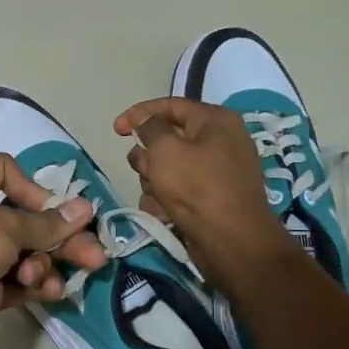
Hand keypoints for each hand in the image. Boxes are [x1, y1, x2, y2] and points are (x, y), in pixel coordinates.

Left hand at [0, 154, 108, 348]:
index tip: (51, 208)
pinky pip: (21, 283)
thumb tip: (84, 209)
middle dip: (60, 237)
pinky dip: (37, 285)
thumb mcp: (4, 226)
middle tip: (94, 254)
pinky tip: (52, 291)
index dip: (32, 186)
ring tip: (56, 278)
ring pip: (27, 255)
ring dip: (47, 264)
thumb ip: (46, 223)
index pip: (5, 172)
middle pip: (27, 221)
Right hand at [114, 97, 287, 291]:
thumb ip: (150, 127)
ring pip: (169, 167)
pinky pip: (179, 190)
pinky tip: (164, 213)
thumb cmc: (197, 188)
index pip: (170, 105)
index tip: (115, 130)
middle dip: (148, 156)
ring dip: (154, 181)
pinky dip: (167, 199)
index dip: (138, 113)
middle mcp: (220, 140)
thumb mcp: (165, 149)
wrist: (232, 242)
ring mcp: (217, 171)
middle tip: (143, 170)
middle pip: (168, 138)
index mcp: (215, 120)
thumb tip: (148, 123)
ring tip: (157, 198)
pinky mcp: (212, 197)